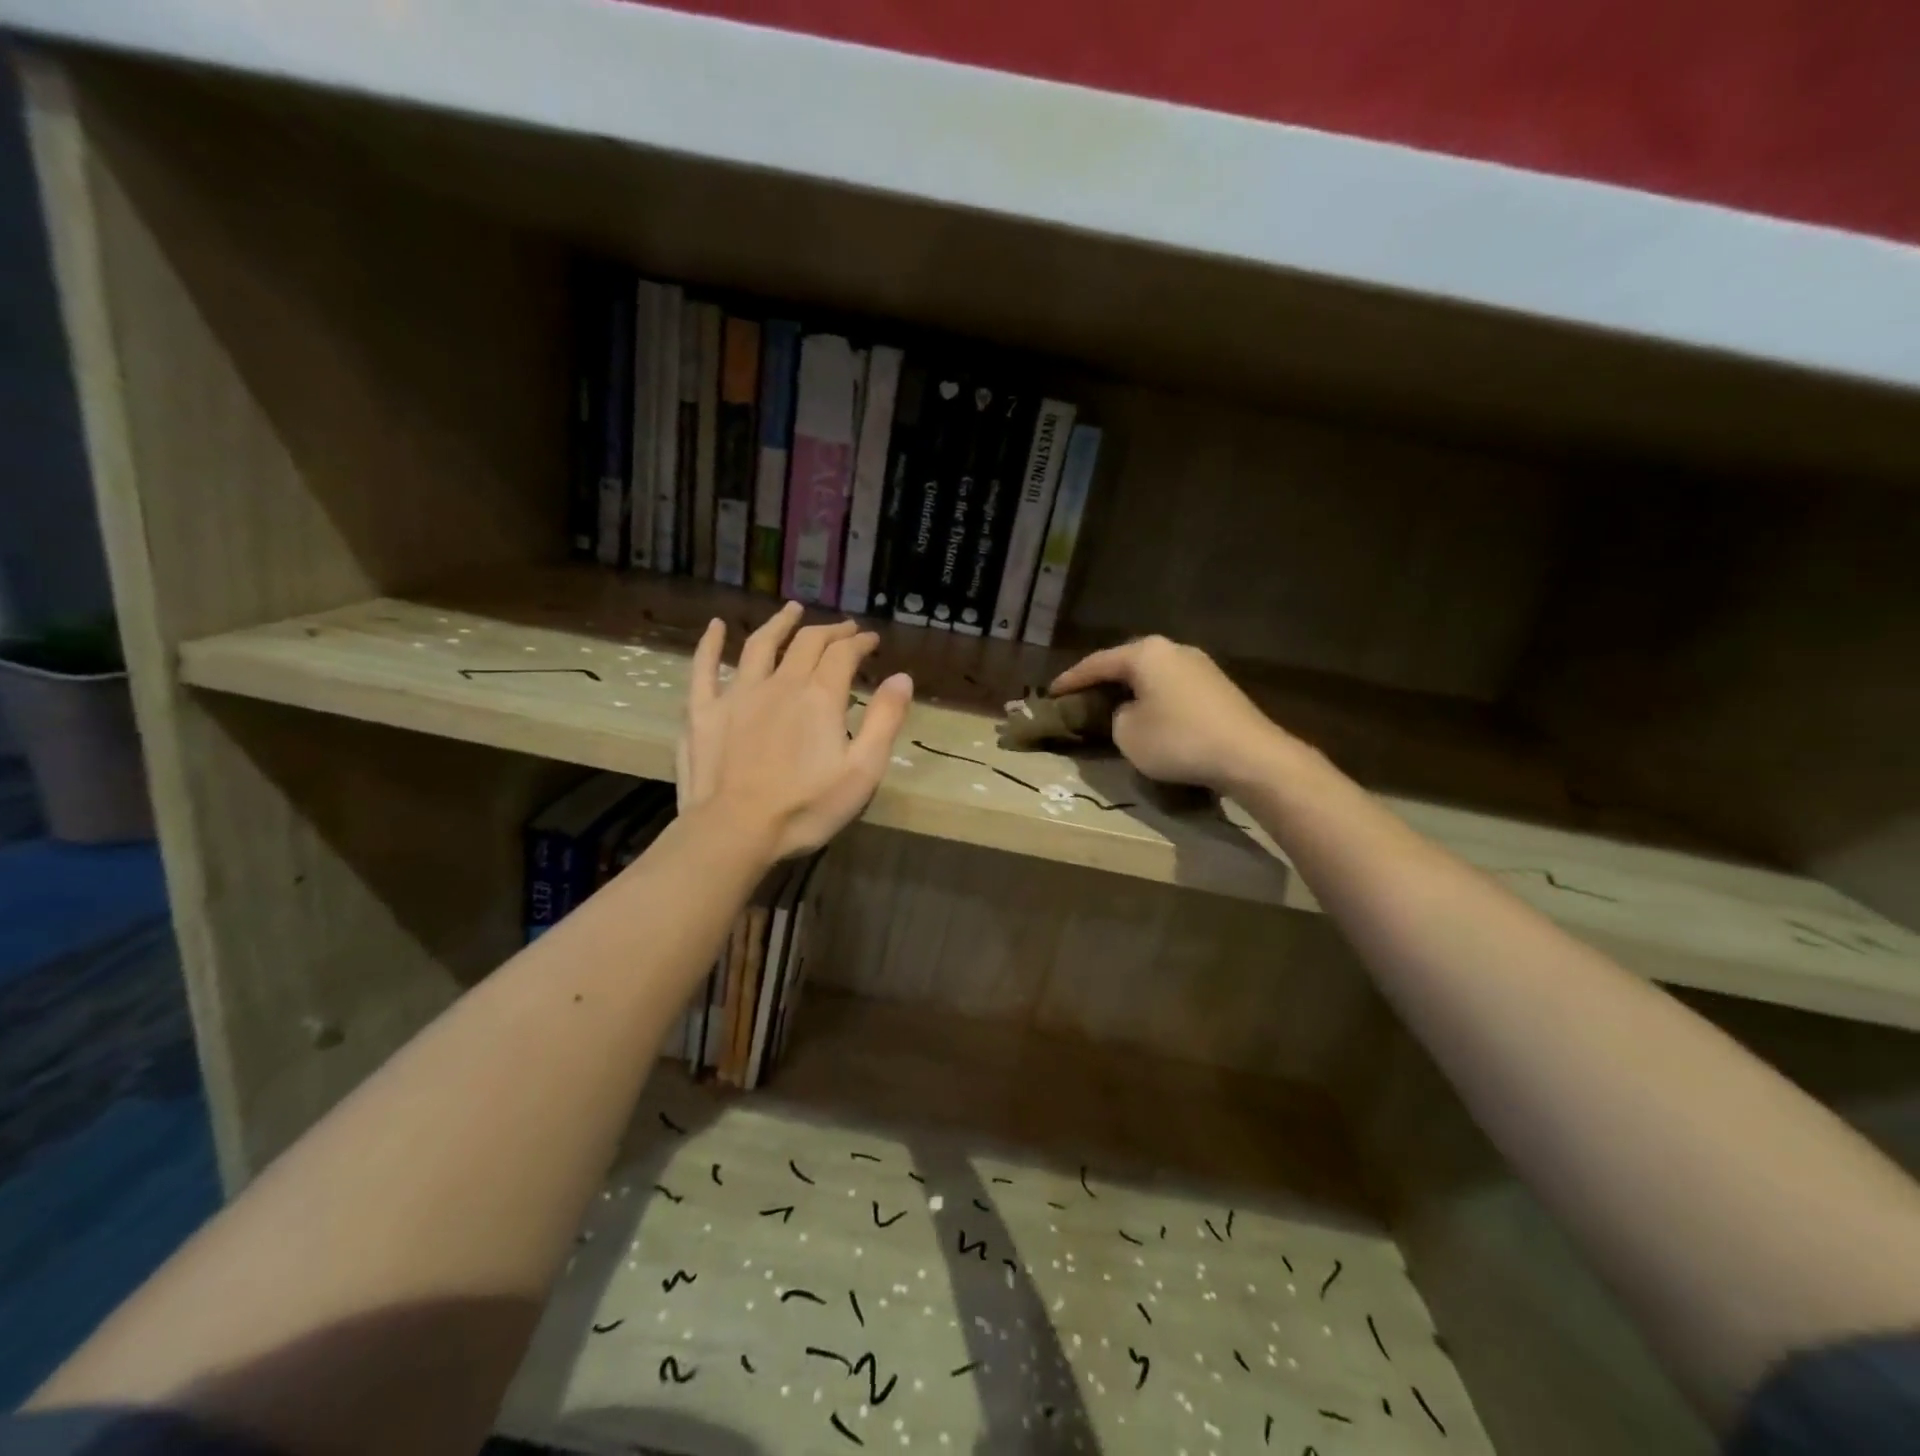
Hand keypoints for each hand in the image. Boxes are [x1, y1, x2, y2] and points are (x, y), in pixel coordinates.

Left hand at [678, 603, 913, 859]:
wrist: (734, 831)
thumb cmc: (805, 808)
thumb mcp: (862, 771)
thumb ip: (885, 720)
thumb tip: (902, 677)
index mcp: (819, 697)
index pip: (843, 654)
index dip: (860, 642)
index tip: (871, 640)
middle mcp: (780, 683)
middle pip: (806, 643)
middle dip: (829, 631)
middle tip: (844, 629)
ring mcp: (737, 694)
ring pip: (760, 645)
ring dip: (779, 623)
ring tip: (792, 609)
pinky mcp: (703, 711)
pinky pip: (704, 667)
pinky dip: (710, 643)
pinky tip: (716, 626)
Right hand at [1050, 635, 1287, 791]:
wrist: (1249, 756)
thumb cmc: (1178, 740)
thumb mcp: (1127, 734)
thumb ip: (1115, 716)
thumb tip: (1127, 711)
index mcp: (1145, 653)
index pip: (1097, 663)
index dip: (1070, 680)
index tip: (1051, 693)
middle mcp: (1173, 649)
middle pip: (1126, 664)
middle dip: (1102, 682)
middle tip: (1080, 699)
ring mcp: (1200, 665)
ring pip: (1151, 676)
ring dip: (1130, 692)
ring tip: (1111, 709)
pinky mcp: (1217, 687)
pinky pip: (1172, 688)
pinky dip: (1154, 700)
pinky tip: (1149, 717)